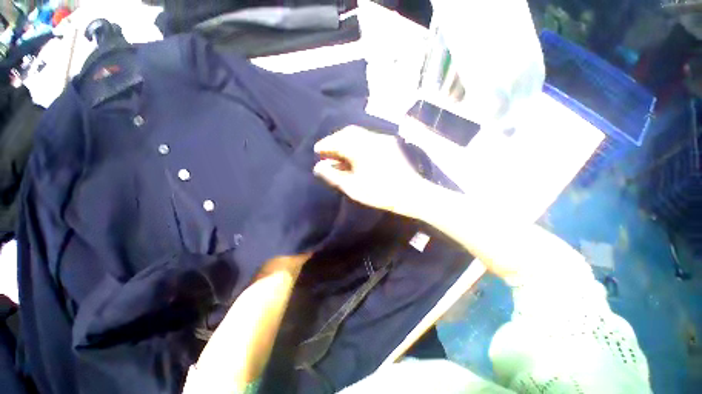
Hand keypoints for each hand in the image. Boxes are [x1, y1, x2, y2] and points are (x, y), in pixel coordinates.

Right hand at [313, 125, 428, 217]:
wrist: (411, 194)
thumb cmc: (379, 193)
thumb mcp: (353, 187)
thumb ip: (334, 176)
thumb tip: (318, 167)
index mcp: (361, 148)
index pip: (338, 141)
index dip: (325, 145)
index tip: (317, 150)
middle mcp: (371, 138)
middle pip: (348, 133)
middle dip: (335, 140)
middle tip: (327, 150)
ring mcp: (382, 139)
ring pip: (359, 134)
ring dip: (346, 140)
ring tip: (339, 151)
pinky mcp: (389, 143)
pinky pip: (368, 137)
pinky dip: (357, 142)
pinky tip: (355, 151)